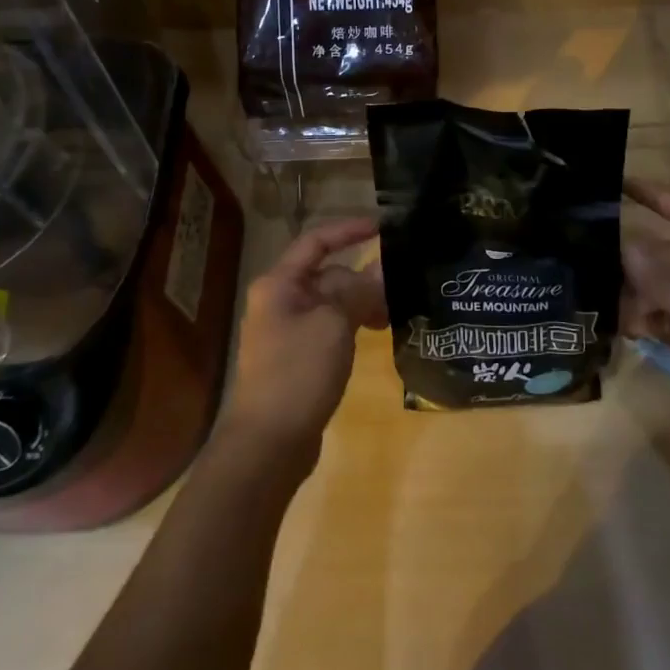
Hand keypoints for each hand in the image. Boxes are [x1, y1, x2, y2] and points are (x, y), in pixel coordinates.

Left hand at [217, 217, 384, 473]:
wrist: (268, 443)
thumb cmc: (297, 373)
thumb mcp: (334, 325)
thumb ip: (360, 291)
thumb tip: (383, 269)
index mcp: (280, 284)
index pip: (316, 241)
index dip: (349, 229)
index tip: (384, 226)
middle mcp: (280, 300)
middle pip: (328, 274)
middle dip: (363, 277)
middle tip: (401, 286)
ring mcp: (289, 329)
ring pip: (333, 302)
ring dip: (362, 302)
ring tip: (394, 314)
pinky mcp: (299, 356)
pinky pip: (331, 326)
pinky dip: (354, 324)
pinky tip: (378, 333)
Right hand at [623, 179, 669, 443]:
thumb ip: (663, 277)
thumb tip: (627, 245)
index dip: (659, 199)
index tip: (622, 184)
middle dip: (639, 262)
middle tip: (597, 263)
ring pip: (669, 288)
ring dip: (642, 295)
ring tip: (615, 310)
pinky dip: (653, 319)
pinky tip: (632, 331)